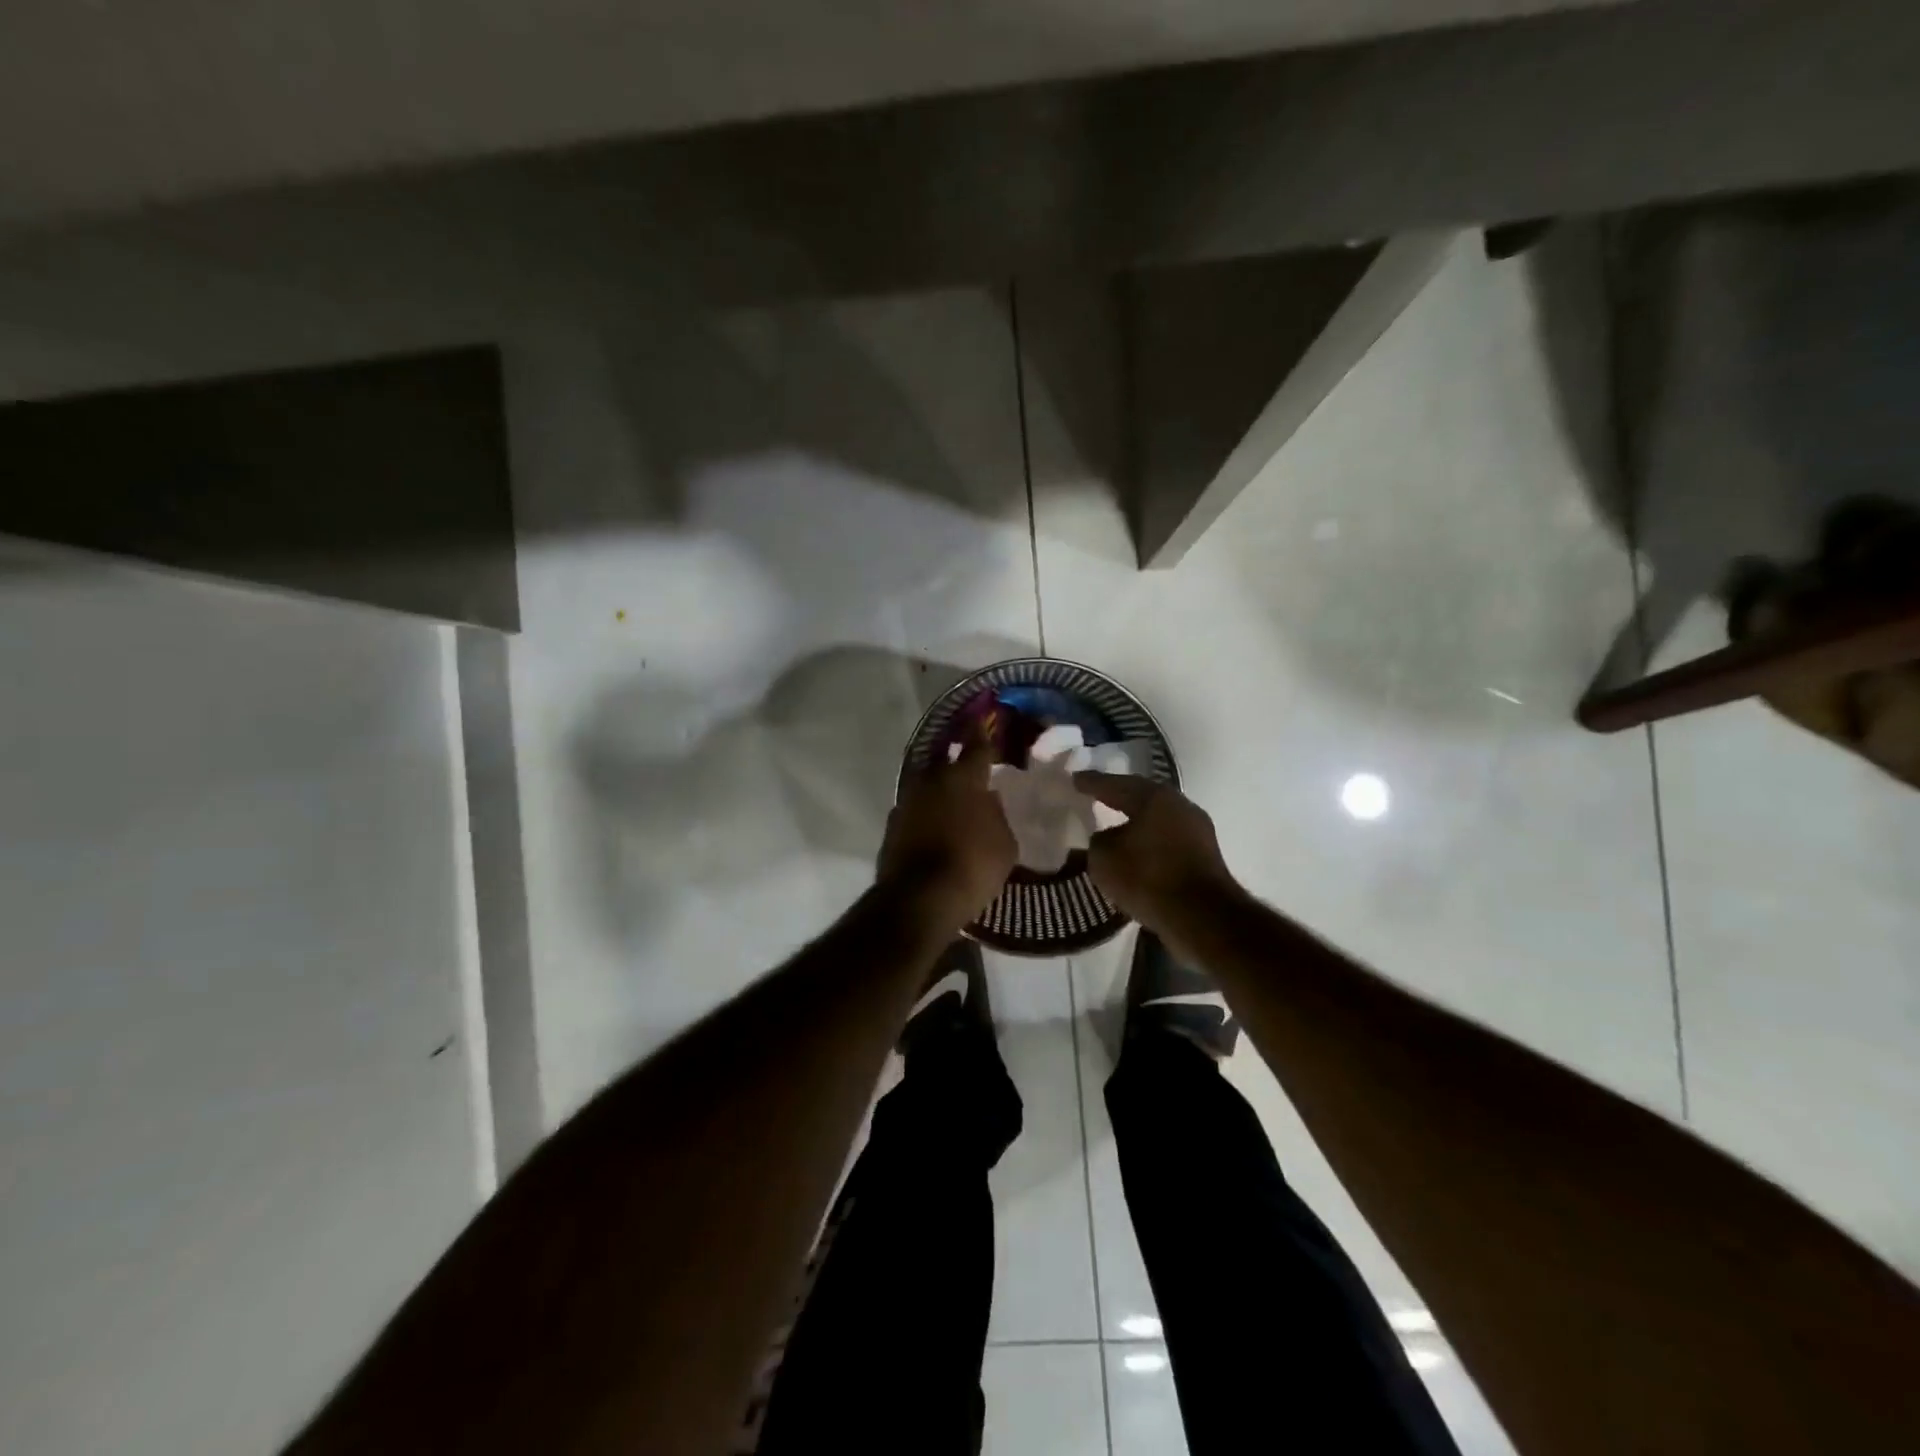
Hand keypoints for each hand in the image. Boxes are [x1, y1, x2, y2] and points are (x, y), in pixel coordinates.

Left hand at [879, 741, 1017, 927]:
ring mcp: (907, 802)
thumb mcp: (1004, 843)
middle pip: (945, 762)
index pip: (976, 746)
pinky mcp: (892, 826)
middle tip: (968, 765)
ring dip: (938, 789)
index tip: (982, 718)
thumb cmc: (973, 866)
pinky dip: (925, 813)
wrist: (920, 899)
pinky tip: (934, 825)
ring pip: (926, 785)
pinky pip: (914, 810)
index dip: (981, 732)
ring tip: (952, 799)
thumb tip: (987, 802)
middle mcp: (931, 781)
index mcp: (963, 778)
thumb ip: (997, 815)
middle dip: (956, 761)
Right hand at [1072, 773, 1240, 927]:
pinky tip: (1136, 855)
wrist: (1203, 918)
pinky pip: (1168, 843)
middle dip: (1118, 798)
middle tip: (1097, 796)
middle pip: (1142, 798)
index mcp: (1155, 798)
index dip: (1092, 782)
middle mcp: (1180, 807)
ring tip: (1114, 828)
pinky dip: (1150, 845)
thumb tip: (1106, 838)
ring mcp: (1198, 832)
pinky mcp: (1205, 858)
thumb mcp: (1104, 860)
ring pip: (1157, 821)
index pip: (1116, 785)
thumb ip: (1099, 842)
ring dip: (1136, 825)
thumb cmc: (1149, 878)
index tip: (1075, 779)